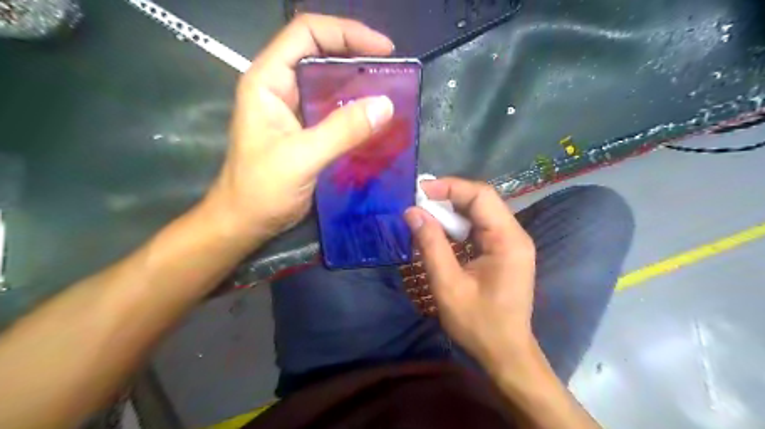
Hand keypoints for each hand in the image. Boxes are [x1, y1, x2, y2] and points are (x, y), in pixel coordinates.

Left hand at [202, 16, 393, 248]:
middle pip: (321, 53)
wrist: (246, 221)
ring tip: (390, 92)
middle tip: (392, 72)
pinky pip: (334, 109)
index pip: (306, 34)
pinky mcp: (305, 129)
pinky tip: (375, 118)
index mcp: (268, 81)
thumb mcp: (301, 158)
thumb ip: (341, 131)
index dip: (346, 32)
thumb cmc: (261, 189)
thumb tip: (386, 105)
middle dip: (357, 56)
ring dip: (360, 83)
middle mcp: (281, 87)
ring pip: (330, 82)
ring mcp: (294, 109)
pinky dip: (356, 109)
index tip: (383, 50)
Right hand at [401, 178, 536, 371]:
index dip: (450, 187)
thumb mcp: (448, 285)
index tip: (420, 190)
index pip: (481, 196)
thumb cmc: (479, 324)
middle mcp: (514, 235)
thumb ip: (430, 245)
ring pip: (479, 213)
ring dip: (451, 211)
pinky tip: (439, 231)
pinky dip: (457, 225)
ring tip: (423, 214)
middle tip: (417, 202)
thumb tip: (412, 212)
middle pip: (481, 201)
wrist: (505, 353)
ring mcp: (510, 243)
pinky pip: (479, 228)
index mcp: (508, 240)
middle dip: (448, 197)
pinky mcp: (503, 252)